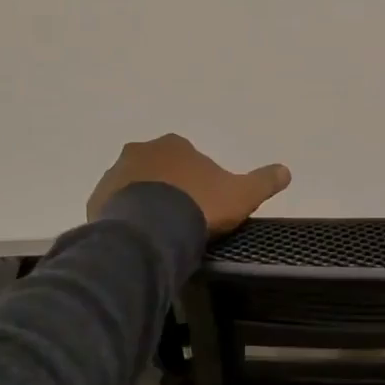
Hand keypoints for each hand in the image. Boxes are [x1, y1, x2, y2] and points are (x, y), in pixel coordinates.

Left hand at [88, 134, 291, 235]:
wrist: (151, 230)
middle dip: (169, 190)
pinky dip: (125, 219)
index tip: (204, 206)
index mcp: (175, 145)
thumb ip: (263, 181)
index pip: (188, 160)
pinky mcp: (98, 199)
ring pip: (134, 187)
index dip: (198, 182)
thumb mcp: (241, 194)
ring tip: (159, 234)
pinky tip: (138, 239)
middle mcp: (142, 151)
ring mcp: (116, 174)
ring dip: (145, 203)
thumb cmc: (199, 206)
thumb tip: (286, 170)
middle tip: (181, 220)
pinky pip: (114, 208)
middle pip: (159, 170)